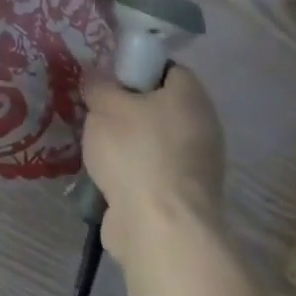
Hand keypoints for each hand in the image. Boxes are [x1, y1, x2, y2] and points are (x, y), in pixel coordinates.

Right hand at [81, 64, 226, 295]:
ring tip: (93, 143)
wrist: (159, 227)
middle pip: (159, 106)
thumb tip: (97, 79)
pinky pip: (151, 170)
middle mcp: (201, 128)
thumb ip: (98, 85)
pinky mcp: (182, 197)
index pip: (167, 69)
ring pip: (153, 140)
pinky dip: (130, 171)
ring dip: (125, 142)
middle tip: (94, 110)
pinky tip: (103, 174)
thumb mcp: (104, 105)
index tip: (107, 78)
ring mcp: (195, 166)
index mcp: (191, 97)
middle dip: (126, 108)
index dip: (136, 68)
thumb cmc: (135, 151)